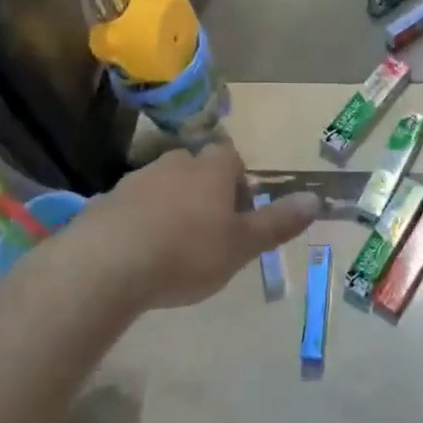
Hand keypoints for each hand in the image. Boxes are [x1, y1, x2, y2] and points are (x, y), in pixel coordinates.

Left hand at [68, 143, 318, 311]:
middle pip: (196, 167)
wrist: (107, 265)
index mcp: (212, 168)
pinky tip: (139, 254)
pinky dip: (139, 221)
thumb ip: (278, 222)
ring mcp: (137, 179)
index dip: (238, 181)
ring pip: (163, 184)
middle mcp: (175, 163)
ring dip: (170, 205)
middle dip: (204, 190)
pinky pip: (132, 206)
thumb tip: (315, 199)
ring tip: (172, 245)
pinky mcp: (106, 201)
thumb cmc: (187, 252)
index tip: (238, 213)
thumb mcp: (242, 245)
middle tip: (209, 230)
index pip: (231, 157)